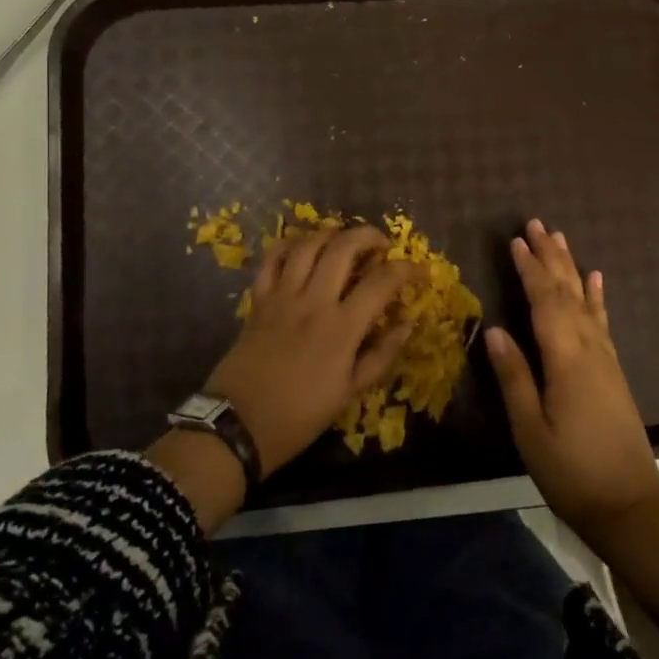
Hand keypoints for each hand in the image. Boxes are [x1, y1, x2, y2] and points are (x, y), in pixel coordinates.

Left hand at [201, 225, 420, 477]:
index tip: (420, 271)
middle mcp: (314, 301)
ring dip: (331, 234)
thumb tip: (407, 324)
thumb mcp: (349, 392)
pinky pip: (273, 258)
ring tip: (345, 241)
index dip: (407, 270)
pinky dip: (289, 245)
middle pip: (344, 247)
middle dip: (369, 236)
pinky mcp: (259, 299)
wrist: (238, 424)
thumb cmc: (300, 415)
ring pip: (308, 244)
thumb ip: (381, 355)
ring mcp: (282, 296)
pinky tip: (303, 248)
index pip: (382, 282)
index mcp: (342, 327)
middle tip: (382, 244)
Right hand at [485, 219, 658, 532]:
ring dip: (571, 268)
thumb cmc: (572, 471)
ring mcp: (605, 358)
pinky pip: (602, 321)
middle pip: (567, 292)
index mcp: (566, 359)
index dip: (529, 269)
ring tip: (560, 239)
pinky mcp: (612, 370)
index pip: (544, 302)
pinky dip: (596, 297)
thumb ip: (514, 376)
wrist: (629, 504)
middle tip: (536, 224)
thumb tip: (495, 329)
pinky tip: (595, 280)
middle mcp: (589, 348)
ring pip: (585, 300)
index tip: (515, 240)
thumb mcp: (531, 429)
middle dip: (550, 257)